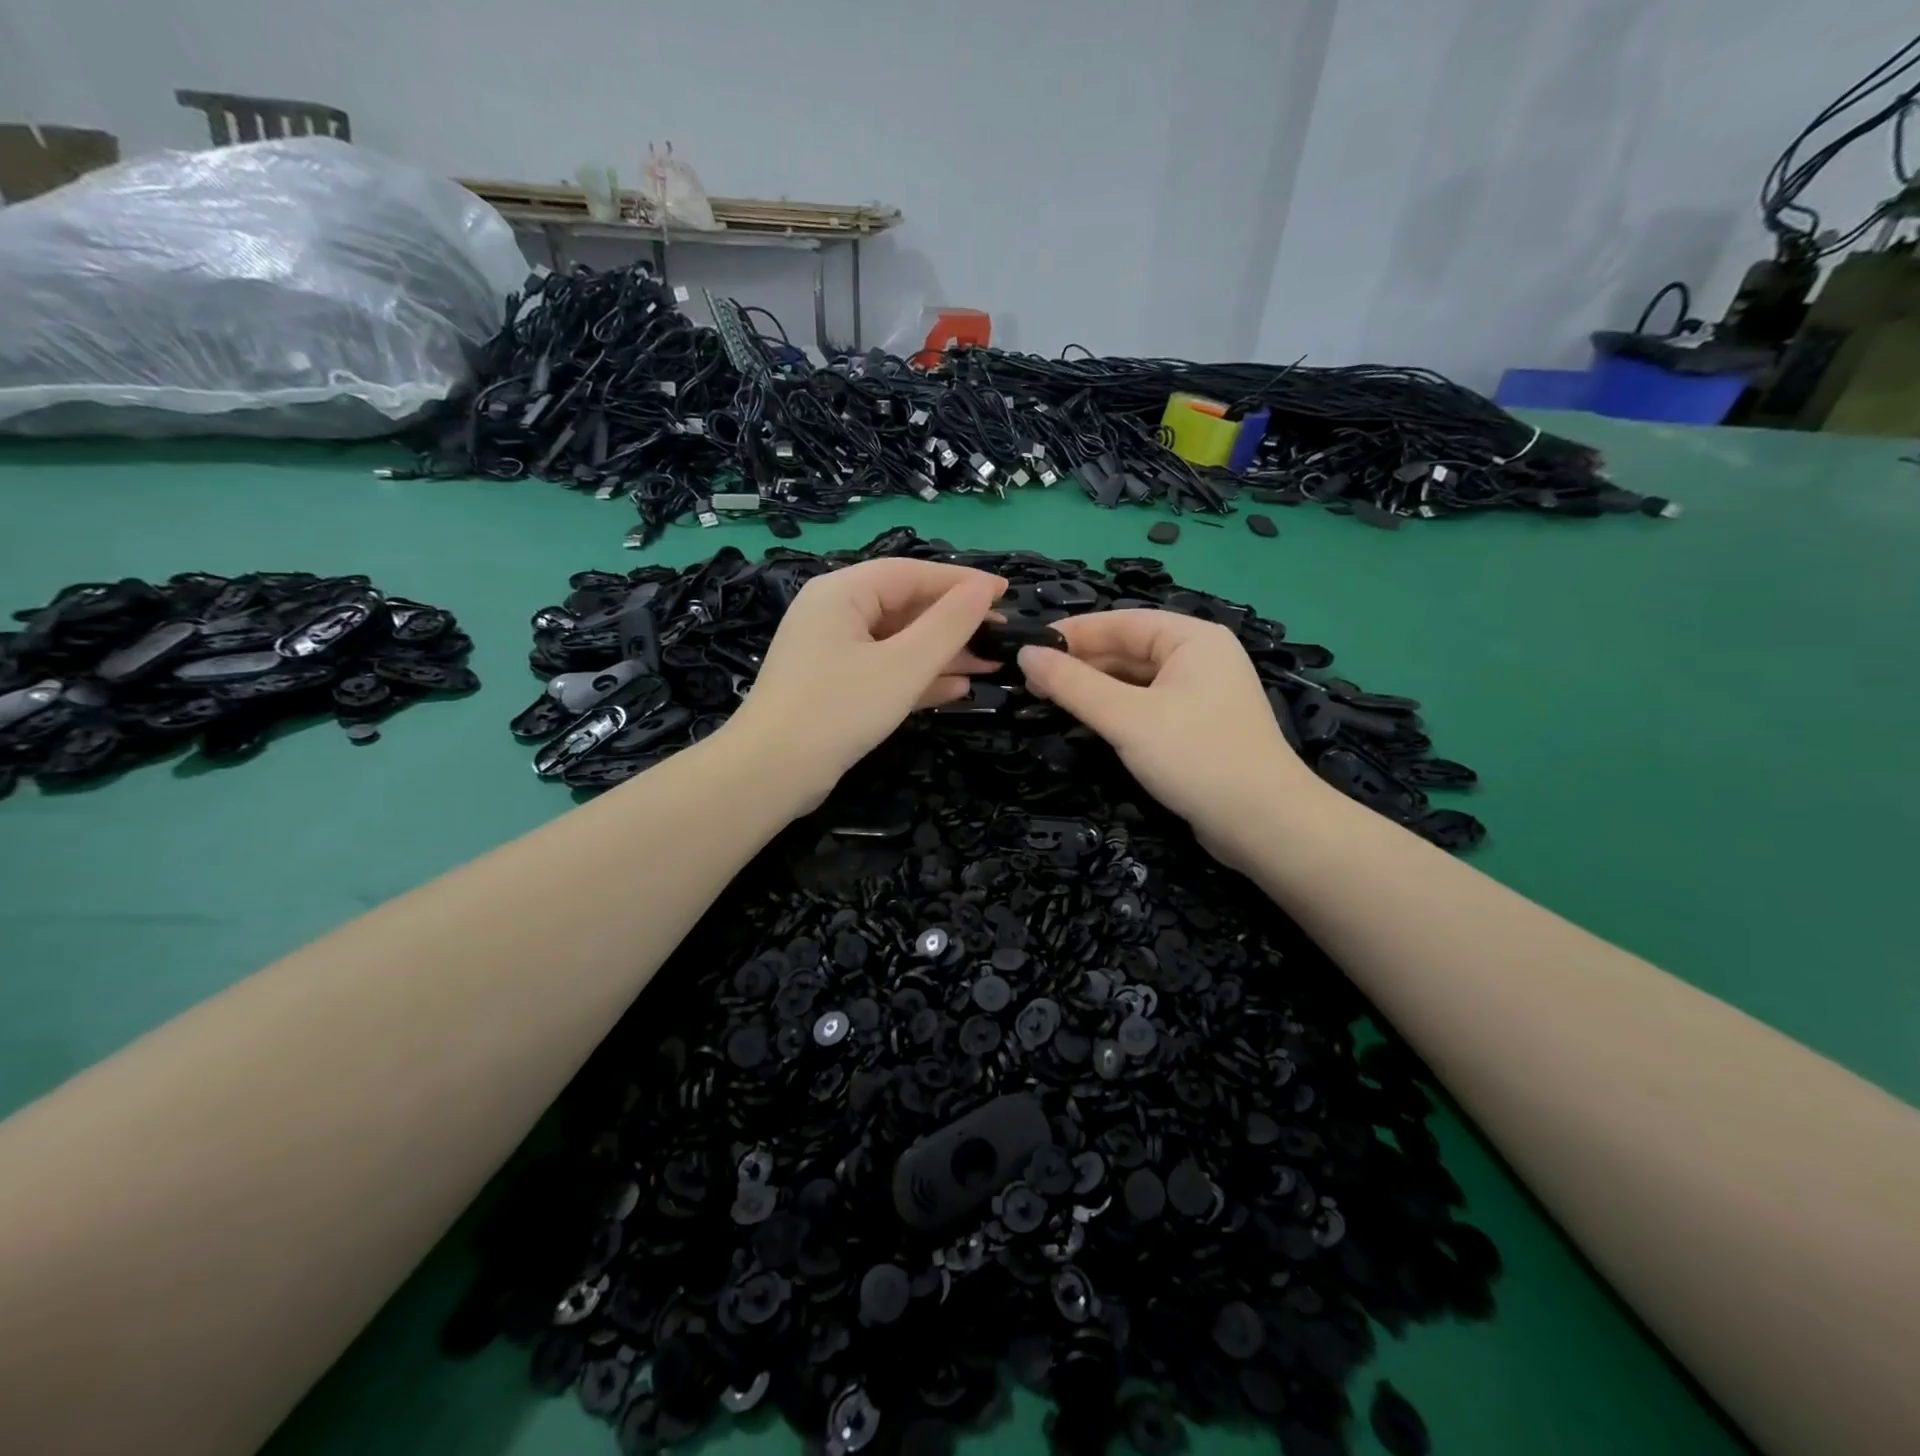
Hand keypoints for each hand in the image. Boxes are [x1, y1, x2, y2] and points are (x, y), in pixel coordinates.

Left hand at [720, 558, 1003, 809]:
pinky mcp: (835, 687)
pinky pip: (884, 670)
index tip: (1007, 593)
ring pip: (898, 642)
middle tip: (1002, 636)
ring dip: (943, 653)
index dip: (962, 581)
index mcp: (842, 592)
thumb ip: (948, 625)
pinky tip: (957, 689)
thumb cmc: (839, 709)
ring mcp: (832, 652)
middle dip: (955, 623)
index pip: (912, 573)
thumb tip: (985, 589)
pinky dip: (918, 677)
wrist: (771, 774)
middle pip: (905, 606)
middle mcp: (834, 613)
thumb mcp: (903, 665)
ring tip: (991, 665)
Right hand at [1017, 610, 1314, 862]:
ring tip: (1046, 701)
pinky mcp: (1196, 727)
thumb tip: (1025, 654)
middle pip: (1127, 650)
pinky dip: (1114, 711)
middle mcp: (1199, 658)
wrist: (1264, 825)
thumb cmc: (1196, 757)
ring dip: (1093, 689)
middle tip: (1029, 682)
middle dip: (1080, 664)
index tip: (1027, 647)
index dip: (1072, 633)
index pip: (1120, 621)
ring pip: (1134, 681)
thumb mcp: (1127, 718)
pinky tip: (1085, 722)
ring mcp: (1200, 694)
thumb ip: (1073, 685)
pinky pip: (1145, 706)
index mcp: (1192, 639)